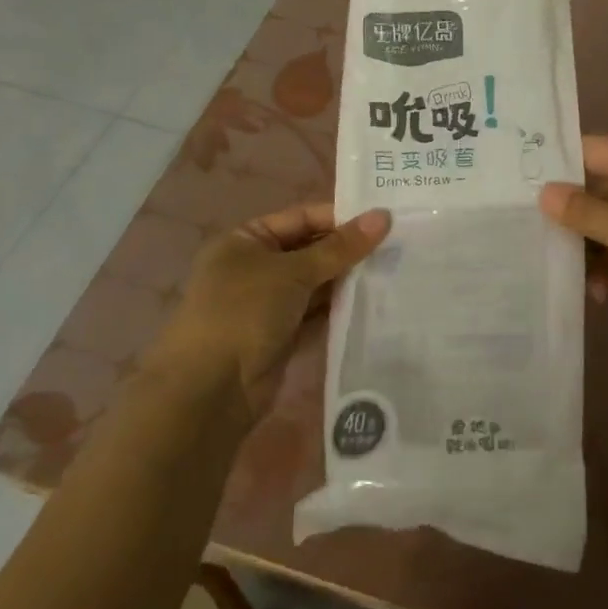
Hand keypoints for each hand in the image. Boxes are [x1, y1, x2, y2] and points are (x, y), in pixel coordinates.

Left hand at [150, 203, 390, 418]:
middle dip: (349, 250)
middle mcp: (256, 267)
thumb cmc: (243, 313)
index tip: (385, 219)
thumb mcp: (293, 272)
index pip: (302, 218)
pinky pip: (318, 314)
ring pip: (317, 283)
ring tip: (396, 269)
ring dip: (349, 279)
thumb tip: (384, 216)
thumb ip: (340, 247)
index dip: (341, 217)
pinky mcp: (282, 336)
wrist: (209, 392)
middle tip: (399, 244)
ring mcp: (268, 304)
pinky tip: (376, 301)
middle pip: (312, 250)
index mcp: (246, 240)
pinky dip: (341, 308)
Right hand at [540, 136, 607, 357]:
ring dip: (587, 244)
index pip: (596, 149)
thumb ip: (585, 212)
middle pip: (598, 186)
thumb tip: (543, 192)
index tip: (523, 175)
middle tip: (529, 225)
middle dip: (569, 210)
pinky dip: (607, 264)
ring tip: (566, 268)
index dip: (562, 160)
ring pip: (606, 219)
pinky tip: (598, 292)